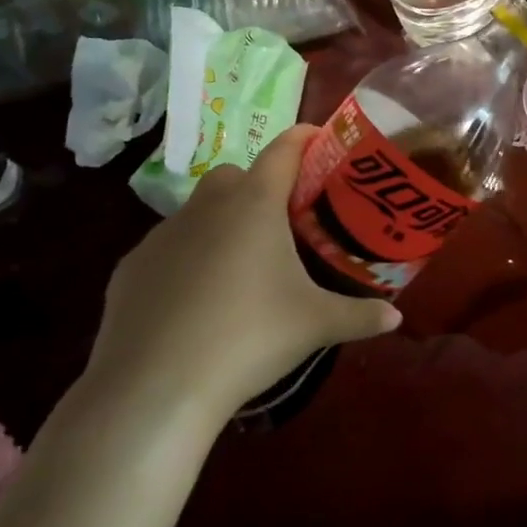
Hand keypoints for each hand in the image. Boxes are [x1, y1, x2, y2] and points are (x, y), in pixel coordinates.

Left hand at [81, 125, 400, 430]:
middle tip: (283, 222)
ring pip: (197, 210)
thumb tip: (395, 319)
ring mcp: (162, 235)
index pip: (283, 151)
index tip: (319, 140)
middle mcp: (206, 207)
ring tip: (242, 267)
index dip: (304, 139)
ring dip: (221, 223)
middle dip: (259, 185)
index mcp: (254, 205)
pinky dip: (187, 259)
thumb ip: (361, 315)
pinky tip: (197, 299)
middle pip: (235, 176)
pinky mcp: (131, 267)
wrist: (155, 387)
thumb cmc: (249, 338)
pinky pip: (168, 248)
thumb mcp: (316, 325)